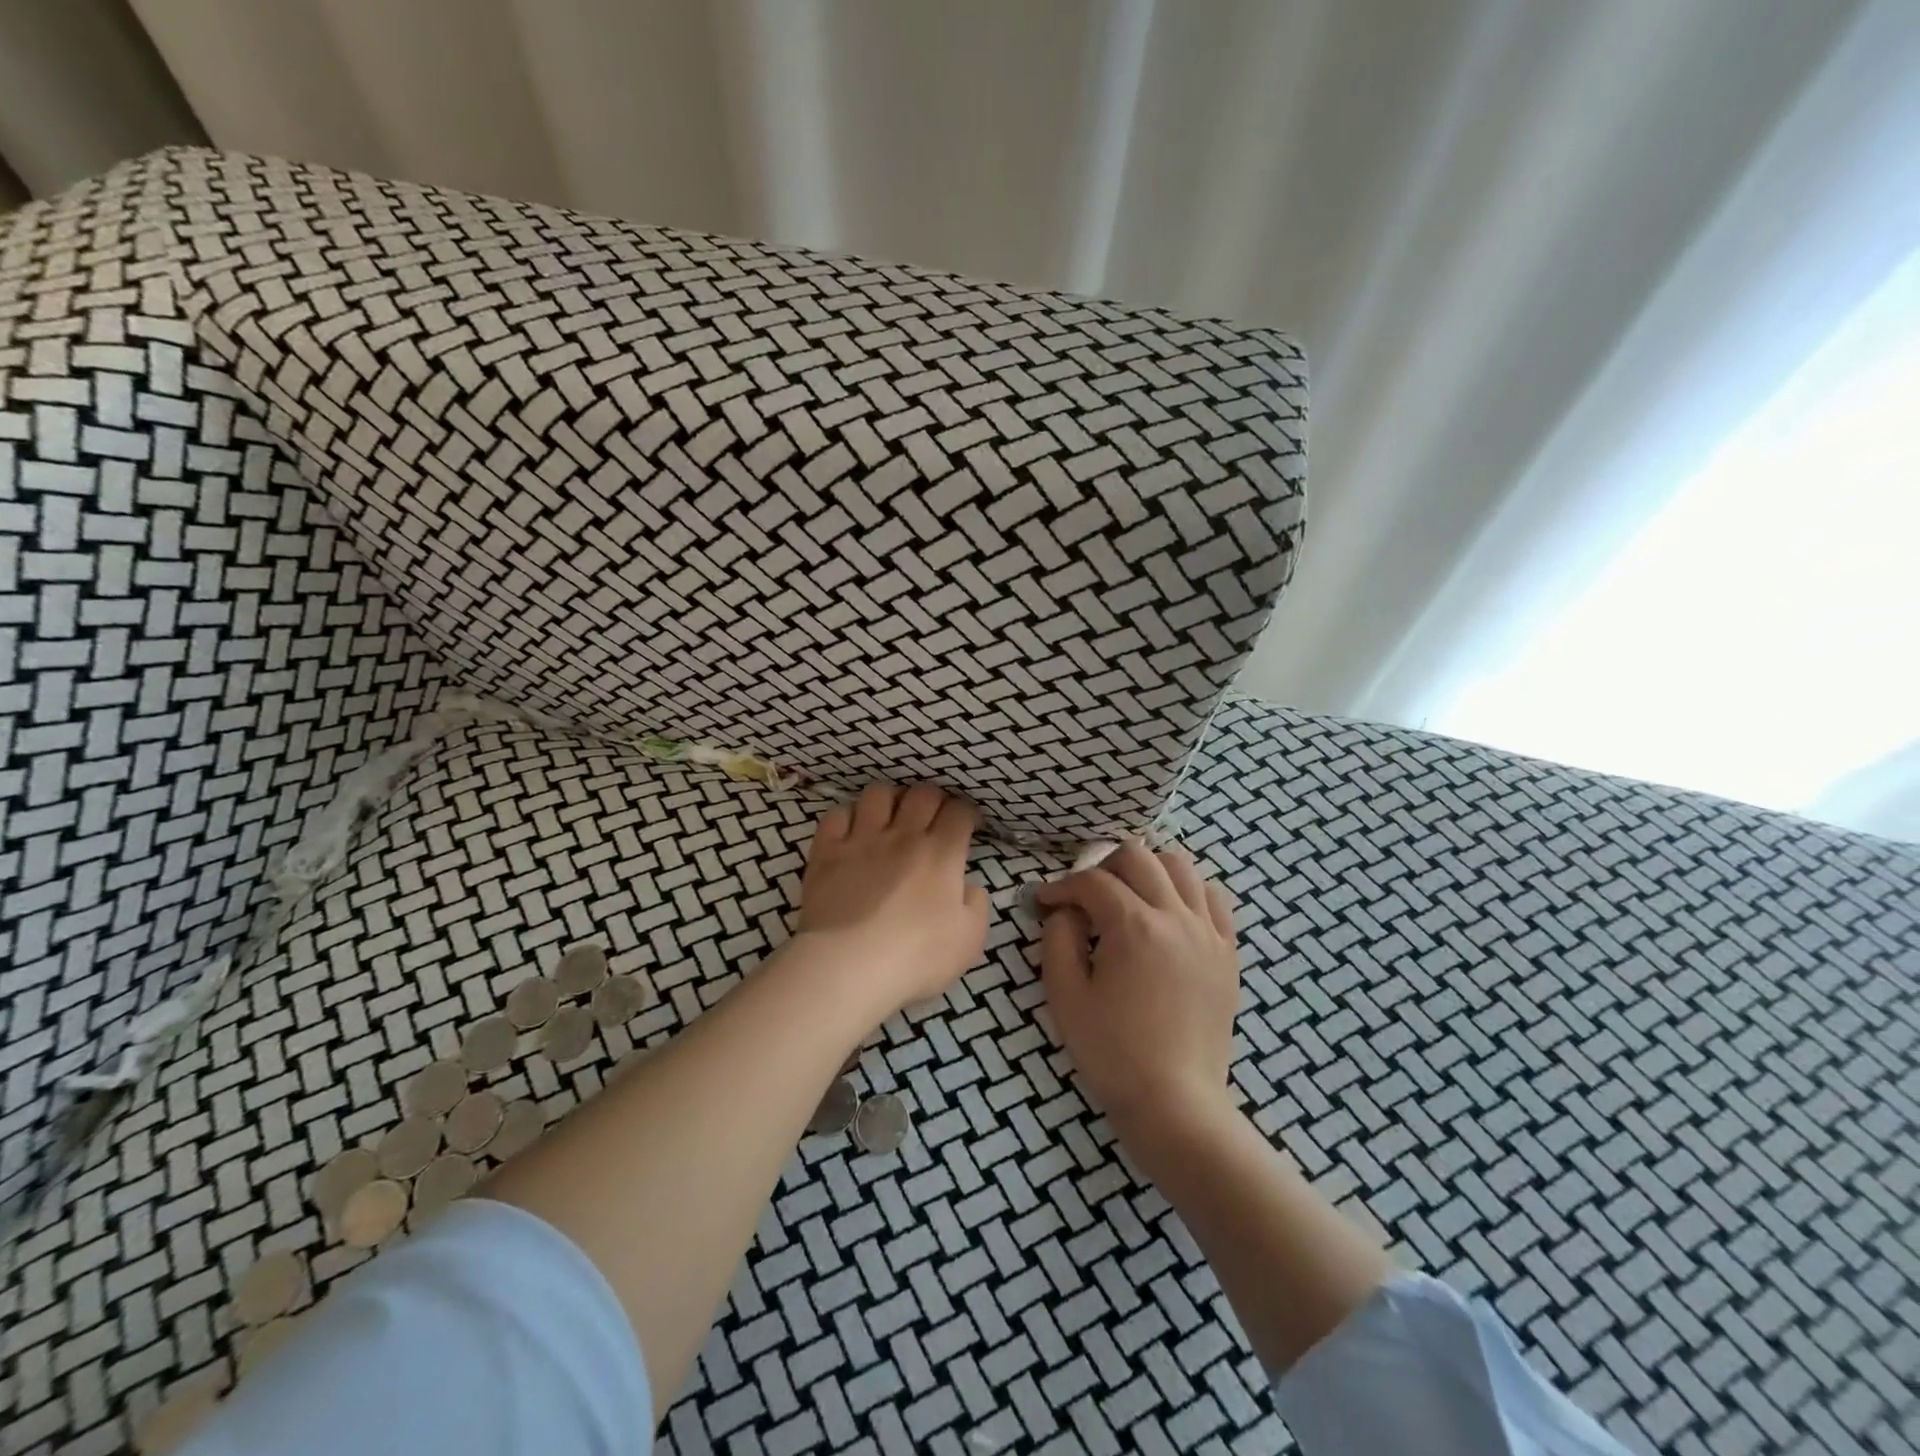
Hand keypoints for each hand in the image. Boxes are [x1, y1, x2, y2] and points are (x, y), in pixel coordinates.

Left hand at [797, 783, 989, 1012]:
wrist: (849, 965)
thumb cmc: (916, 956)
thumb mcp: (969, 940)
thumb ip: (976, 906)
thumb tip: (968, 887)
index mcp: (942, 853)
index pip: (960, 811)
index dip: (967, 813)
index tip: (967, 826)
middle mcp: (903, 835)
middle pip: (922, 793)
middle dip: (933, 799)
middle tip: (933, 817)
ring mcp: (862, 839)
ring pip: (878, 794)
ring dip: (890, 800)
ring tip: (891, 817)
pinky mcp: (827, 851)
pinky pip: (836, 814)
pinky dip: (846, 817)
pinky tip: (851, 831)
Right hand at [1036, 840, 1239, 1135]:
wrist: (1175, 1103)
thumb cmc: (1112, 1053)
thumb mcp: (1066, 996)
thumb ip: (1058, 939)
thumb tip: (1064, 910)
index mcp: (1133, 927)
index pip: (1092, 882)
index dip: (1062, 886)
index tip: (1045, 902)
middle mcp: (1175, 917)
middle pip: (1138, 856)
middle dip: (1103, 865)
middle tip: (1086, 895)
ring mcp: (1208, 932)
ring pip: (1181, 866)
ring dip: (1148, 869)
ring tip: (1130, 895)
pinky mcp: (1227, 952)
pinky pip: (1214, 898)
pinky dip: (1188, 891)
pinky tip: (1170, 913)